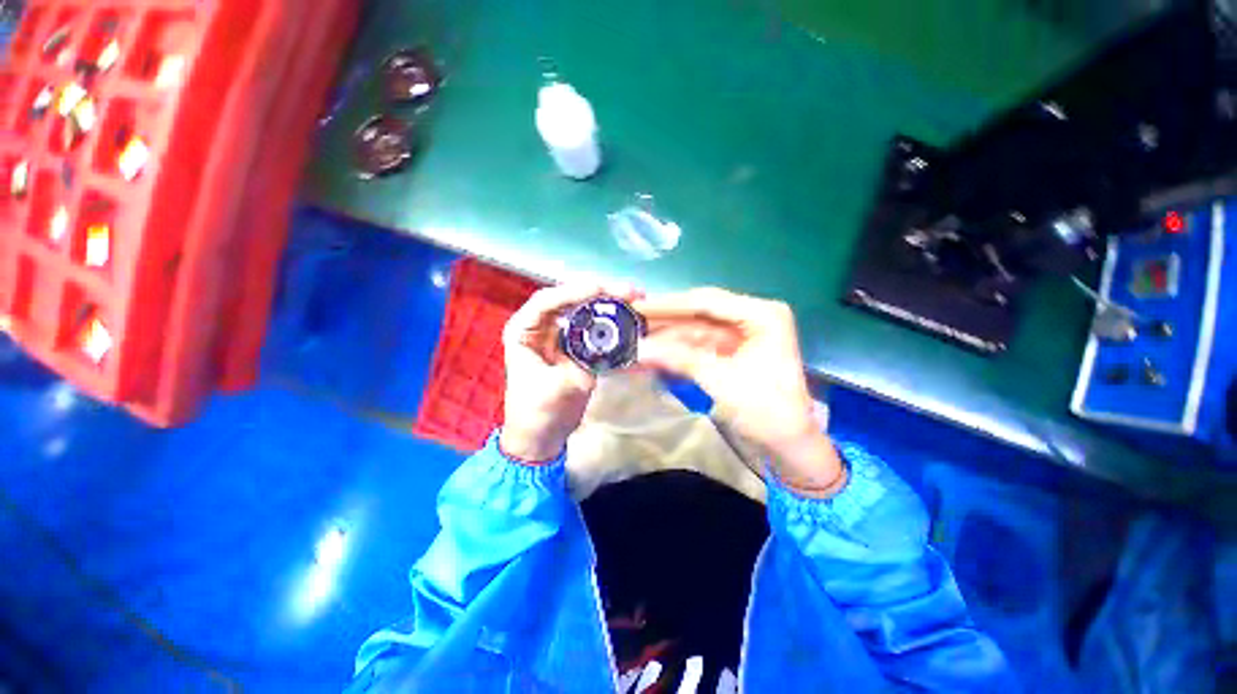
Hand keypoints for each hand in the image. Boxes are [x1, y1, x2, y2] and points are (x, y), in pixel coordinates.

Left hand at [500, 285, 639, 462]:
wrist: (541, 436)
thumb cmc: (537, 414)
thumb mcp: (559, 389)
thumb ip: (584, 365)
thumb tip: (609, 346)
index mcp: (523, 331)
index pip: (547, 302)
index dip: (574, 292)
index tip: (601, 289)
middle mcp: (540, 327)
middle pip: (570, 300)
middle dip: (599, 293)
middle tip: (629, 292)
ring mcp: (559, 335)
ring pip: (583, 309)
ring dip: (608, 303)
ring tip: (634, 299)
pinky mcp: (575, 346)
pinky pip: (593, 326)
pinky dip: (611, 320)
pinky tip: (628, 316)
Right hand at [635, 288, 844, 495]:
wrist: (788, 447)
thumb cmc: (767, 411)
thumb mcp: (721, 381)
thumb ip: (679, 359)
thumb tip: (638, 348)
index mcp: (761, 315)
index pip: (707, 302)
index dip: (668, 304)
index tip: (637, 306)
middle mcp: (750, 317)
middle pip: (698, 313)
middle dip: (664, 320)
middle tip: (630, 320)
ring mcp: (739, 335)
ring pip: (694, 330)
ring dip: (666, 338)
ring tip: (633, 339)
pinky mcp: (730, 352)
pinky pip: (697, 346)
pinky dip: (675, 352)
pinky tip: (652, 353)